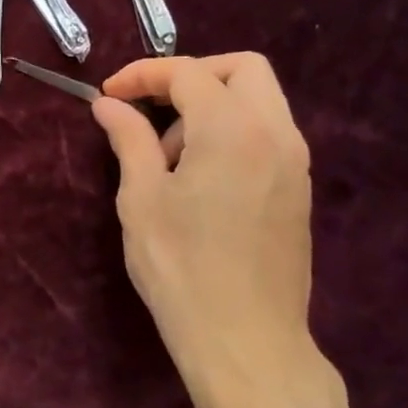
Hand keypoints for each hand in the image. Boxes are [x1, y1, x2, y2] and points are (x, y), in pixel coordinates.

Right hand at [91, 53, 319, 404]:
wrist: (244, 338)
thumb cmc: (181, 266)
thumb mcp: (141, 198)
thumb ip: (129, 140)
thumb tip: (109, 105)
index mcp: (233, 129)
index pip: (188, 74)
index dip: (143, 75)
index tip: (108, 95)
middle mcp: (275, 133)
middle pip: (243, 69)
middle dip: (191, 76)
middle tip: (150, 108)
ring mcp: (295, 162)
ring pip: (260, 100)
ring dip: (212, 106)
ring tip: (169, 155)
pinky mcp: (298, 189)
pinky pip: (268, 133)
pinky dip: (232, 131)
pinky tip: (199, 176)